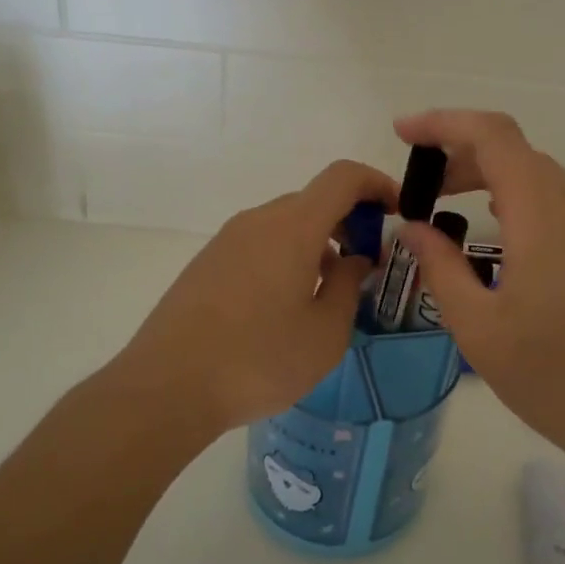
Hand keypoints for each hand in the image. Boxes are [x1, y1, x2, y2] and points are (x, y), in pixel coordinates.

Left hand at [120, 159, 398, 435]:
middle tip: (367, 266)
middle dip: (350, 222)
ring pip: (285, 224)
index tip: (397, 213)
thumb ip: (348, 286)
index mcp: (293, 227)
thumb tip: (354, 259)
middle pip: (313, 201)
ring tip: (327, 293)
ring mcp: (226, 240)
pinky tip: (285, 306)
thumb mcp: (325, 333)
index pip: (343, 177)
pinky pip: (259, 244)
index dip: (377, 184)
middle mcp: (258, 221)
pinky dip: (286, 256)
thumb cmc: (259, 360)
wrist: (167, 386)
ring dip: (317, 243)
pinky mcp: (206, 263)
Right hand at [392, 111, 564, 459]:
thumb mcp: (478, 327)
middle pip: (514, 150)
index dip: (444, 122)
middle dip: (459, 152)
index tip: (401, 133)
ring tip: (444, 202)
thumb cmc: (553, 377)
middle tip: (416, 184)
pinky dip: (512, 196)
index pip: (493, 137)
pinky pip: (552, 201)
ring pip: (536, 174)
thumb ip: (440, 267)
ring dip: (486, 173)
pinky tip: (492, 230)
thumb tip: (412, 226)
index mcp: (541, 217)